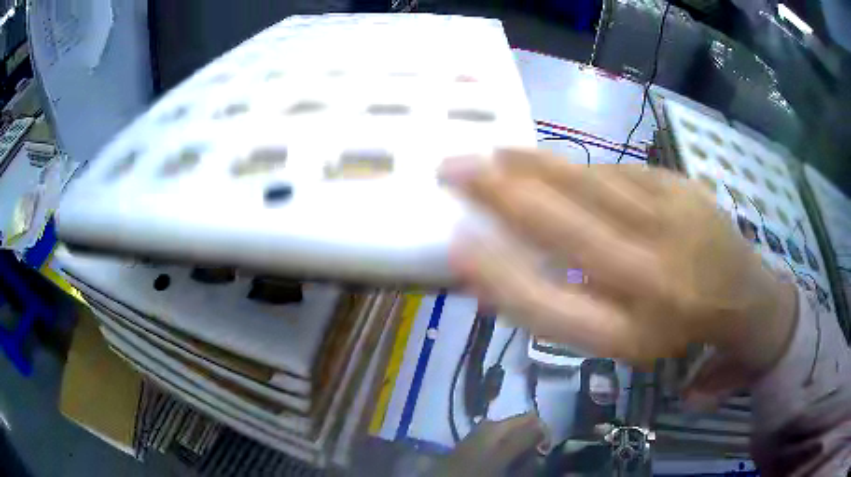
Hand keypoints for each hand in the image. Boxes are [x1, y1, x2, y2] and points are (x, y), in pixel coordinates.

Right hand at [440, 149, 796, 372]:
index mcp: (631, 332)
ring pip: (587, 183)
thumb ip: (563, 308)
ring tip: (495, 155)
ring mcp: (671, 221)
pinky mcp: (681, 185)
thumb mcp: (619, 341)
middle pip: (563, 226)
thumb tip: (494, 270)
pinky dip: (580, 169)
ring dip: (534, 167)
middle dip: (500, 193)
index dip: (497, 275)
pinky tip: (558, 168)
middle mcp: (651, 277)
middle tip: (453, 167)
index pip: (549, 306)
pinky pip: (617, 172)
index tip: (455, 244)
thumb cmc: (674, 327)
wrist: (741, 293)